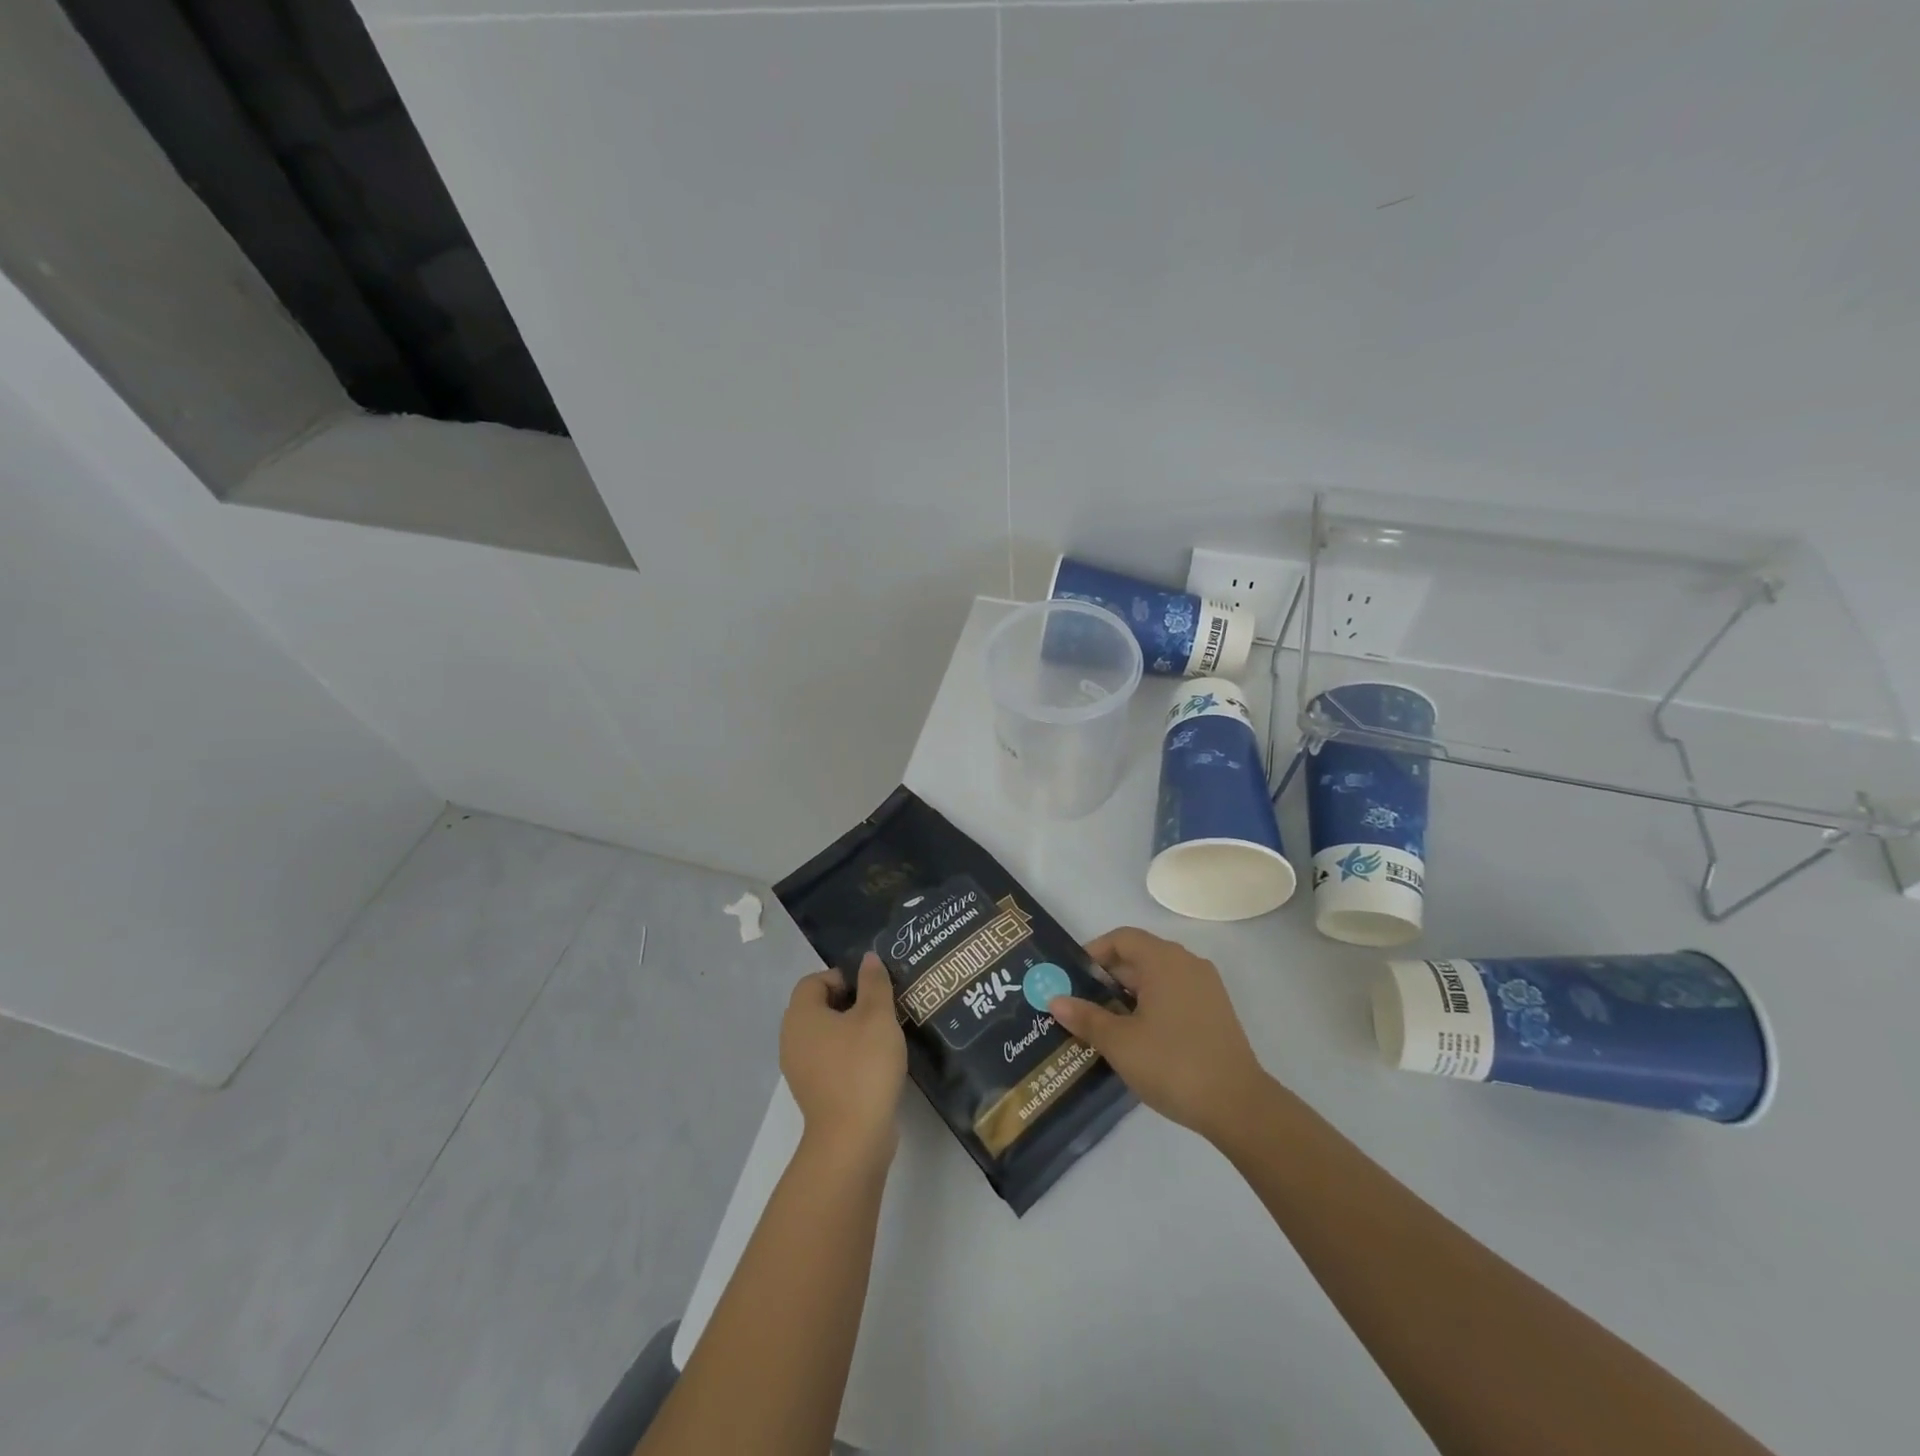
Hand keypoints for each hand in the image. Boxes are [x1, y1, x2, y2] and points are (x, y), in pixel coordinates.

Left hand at [782, 954, 906, 1167]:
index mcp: (800, 1015)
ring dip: (851, 1030)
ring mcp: (799, 1069)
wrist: (852, 1138)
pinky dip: (848, 1054)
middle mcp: (792, 1039)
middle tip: (882, 1007)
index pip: (814, 980)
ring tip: (883, 1034)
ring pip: (825, 1034)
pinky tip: (875, 1062)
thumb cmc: (863, 1066)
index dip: (843, 977)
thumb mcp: (877, 1016)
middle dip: (850, 1002)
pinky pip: (829, 1059)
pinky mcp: (813, 1092)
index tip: (872, 989)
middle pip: (818, 1006)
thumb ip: (874, 983)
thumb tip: (867, 959)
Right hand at [1049, 926, 1269, 1142]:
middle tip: (1081, 1004)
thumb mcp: (1119, 1042)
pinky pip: (1175, 994)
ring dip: (1129, 993)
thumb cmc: (1172, 1063)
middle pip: (1139, 956)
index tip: (1073, 978)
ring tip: (1105, 1023)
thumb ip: (1086, 1017)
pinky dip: (1152, 1005)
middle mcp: (1187, 963)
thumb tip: (1055, 1000)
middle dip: (1108, 977)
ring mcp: (1206, 987)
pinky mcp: (1216, 1011)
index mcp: (1164, 960)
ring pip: (1157, 977)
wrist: (1238, 1105)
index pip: (1122, 939)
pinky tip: (1138, 1036)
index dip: (1094, 953)